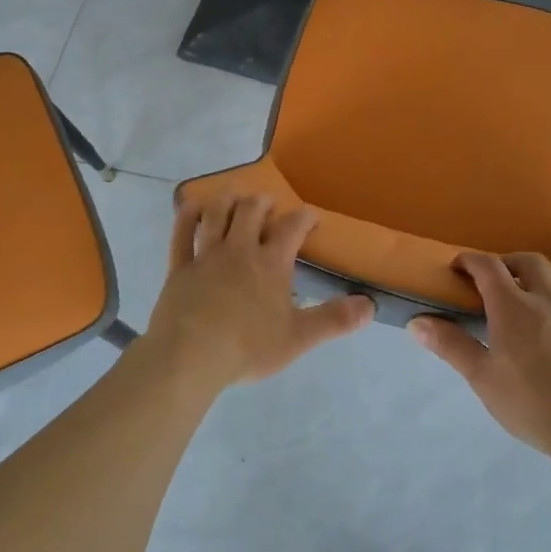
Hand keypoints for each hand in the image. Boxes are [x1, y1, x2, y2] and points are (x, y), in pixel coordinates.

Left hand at [148, 193, 374, 385]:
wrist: (191, 356)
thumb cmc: (248, 347)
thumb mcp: (299, 337)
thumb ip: (334, 320)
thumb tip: (370, 305)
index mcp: (270, 264)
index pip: (291, 229)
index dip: (304, 217)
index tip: (311, 215)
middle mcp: (239, 250)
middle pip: (250, 212)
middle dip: (261, 202)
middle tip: (267, 203)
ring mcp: (206, 256)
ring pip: (216, 215)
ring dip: (226, 200)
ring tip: (234, 196)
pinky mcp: (179, 267)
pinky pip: (181, 234)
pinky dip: (186, 217)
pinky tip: (190, 206)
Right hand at [411, 252, 550, 464]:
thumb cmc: (530, 405)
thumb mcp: (481, 378)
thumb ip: (450, 345)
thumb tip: (416, 322)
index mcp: (513, 307)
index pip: (488, 267)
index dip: (471, 261)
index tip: (459, 267)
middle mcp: (550, 301)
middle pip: (532, 263)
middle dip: (512, 263)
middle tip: (502, 278)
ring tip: (550, 289)